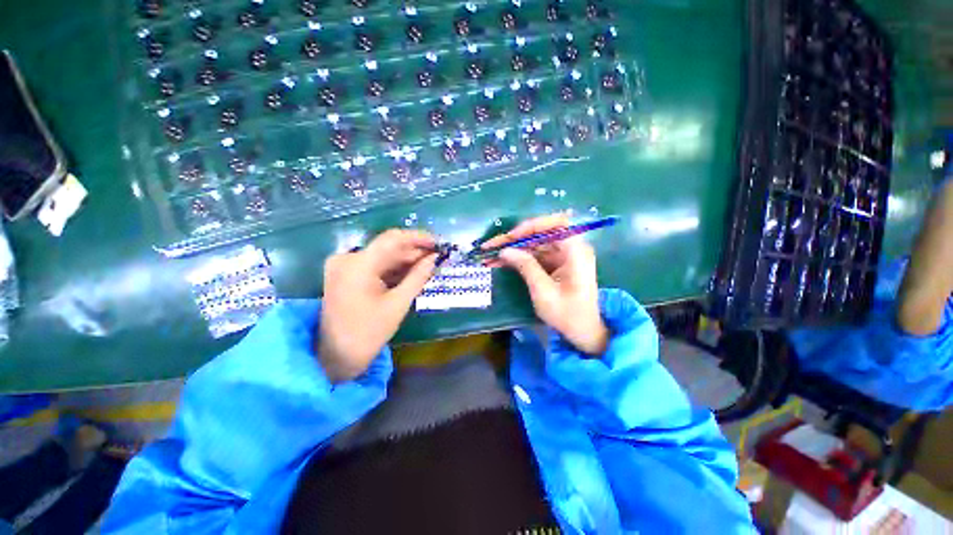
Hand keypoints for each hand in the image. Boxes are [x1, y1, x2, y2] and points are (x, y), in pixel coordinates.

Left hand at [319, 229, 437, 381]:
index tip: (438, 242)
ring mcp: (345, 266)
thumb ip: (418, 277)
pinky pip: (375, 266)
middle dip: (414, 251)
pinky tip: (411, 272)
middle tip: (437, 256)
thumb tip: (435, 258)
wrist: (336, 357)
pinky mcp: (346, 274)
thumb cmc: (369, 333)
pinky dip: (394, 269)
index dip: (418, 238)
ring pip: (383, 256)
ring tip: (429, 265)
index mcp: (358, 265)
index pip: (393, 239)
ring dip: (406, 260)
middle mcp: (348, 259)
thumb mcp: (398, 303)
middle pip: (388, 248)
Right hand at [484, 214, 608, 354]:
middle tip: (491, 246)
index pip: (555, 224)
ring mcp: (563, 256)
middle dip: (515, 239)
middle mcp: (571, 248)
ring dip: (513, 249)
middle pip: (540, 234)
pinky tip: (502, 262)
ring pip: (534, 244)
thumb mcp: (543, 291)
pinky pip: (536, 255)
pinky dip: (519, 258)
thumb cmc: (567, 314)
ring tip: (490, 255)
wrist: (583, 332)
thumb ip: (525, 266)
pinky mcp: (556, 264)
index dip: (531, 226)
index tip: (511, 237)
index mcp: (576, 251)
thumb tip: (504, 250)